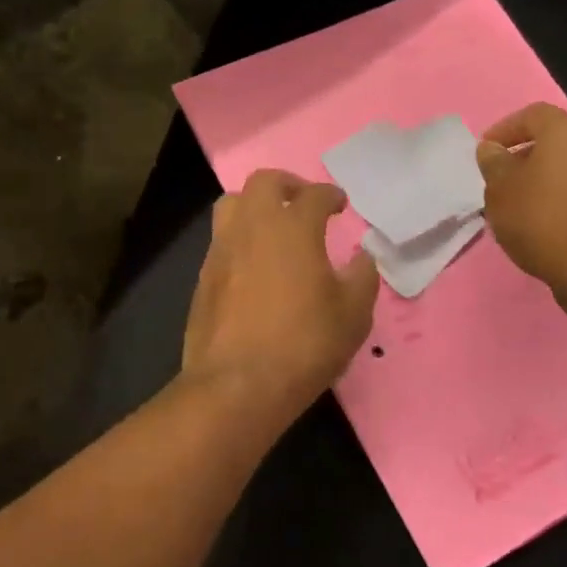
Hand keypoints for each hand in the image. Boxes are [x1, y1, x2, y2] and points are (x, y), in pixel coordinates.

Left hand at [181, 169, 380, 427]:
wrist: (236, 385)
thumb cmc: (304, 345)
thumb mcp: (353, 314)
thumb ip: (362, 277)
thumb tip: (362, 256)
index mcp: (293, 228)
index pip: (313, 195)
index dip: (330, 195)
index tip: (339, 203)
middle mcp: (252, 227)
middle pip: (264, 182)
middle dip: (287, 184)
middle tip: (303, 201)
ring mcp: (222, 250)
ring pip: (232, 204)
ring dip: (255, 205)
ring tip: (273, 227)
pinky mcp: (203, 277)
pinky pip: (221, 240)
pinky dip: (240, 238)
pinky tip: (253, 265)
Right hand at [476, 103, 566, 303]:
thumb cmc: (541, 221)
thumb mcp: (500, 191)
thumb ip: (494, 163)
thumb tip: (492, 149)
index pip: (534, 114)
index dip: (506, 128)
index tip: (488, 151)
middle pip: (559, 139)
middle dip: (530, 154)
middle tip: (507, 178)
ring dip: (552, 177)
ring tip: (528, 203)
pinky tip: (554, 222)